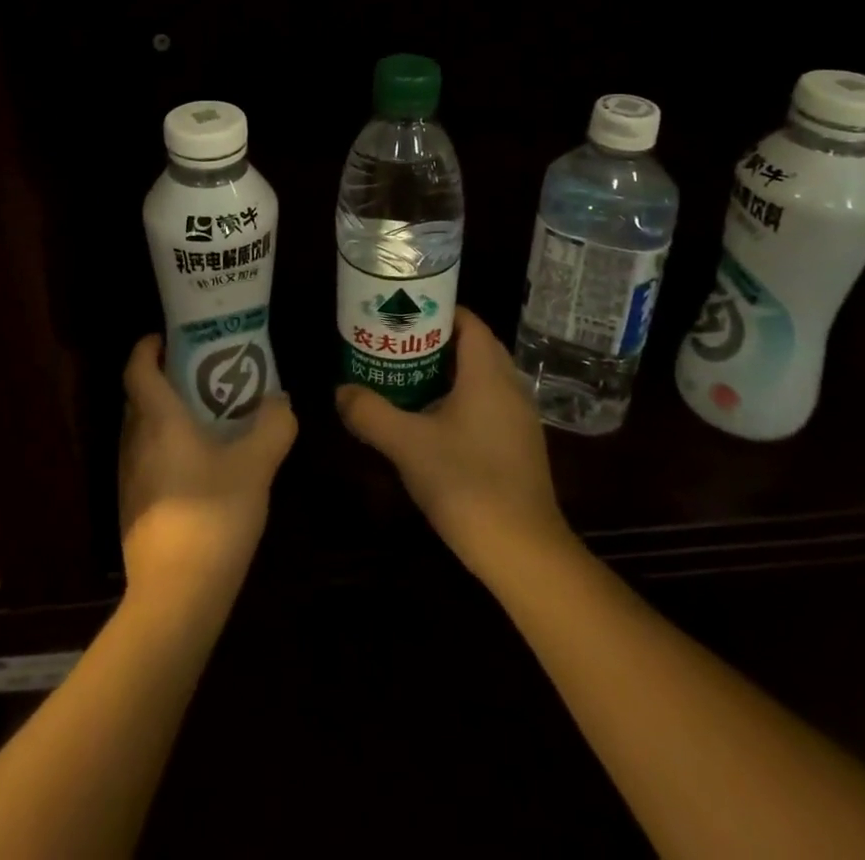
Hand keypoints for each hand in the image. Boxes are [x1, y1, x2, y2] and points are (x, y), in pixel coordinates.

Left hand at [119, 334, 296, 601]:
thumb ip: (272, 426)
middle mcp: (134, 441)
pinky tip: (196, 465)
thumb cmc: (214, 516)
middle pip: (137, 397)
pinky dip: (163, 447)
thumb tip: (281, 400)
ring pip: (140, 430)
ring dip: (163, 415)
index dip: (147, 347)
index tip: (167, 337)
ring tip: (202, 416)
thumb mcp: (256, 466)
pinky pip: (144, 458)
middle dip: (162, 378)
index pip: (137, 369)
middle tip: (198, 373)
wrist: (176, 595)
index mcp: (158, 421)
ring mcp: (128, 476)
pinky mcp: (132, 506)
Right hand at [335, 307, 572, 581]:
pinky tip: (430, 423)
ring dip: (446, 373)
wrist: (524, 553)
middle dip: (434, 342)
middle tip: (395, 345)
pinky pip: (487, 406)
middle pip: (473, 347)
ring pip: (480, 379)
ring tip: (404, 378)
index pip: (468, 321)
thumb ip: (369, 413)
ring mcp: (518, 420)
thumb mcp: (407, 445)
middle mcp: (509, 388)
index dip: (436, 311)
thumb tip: (340, 391)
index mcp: (488, 374)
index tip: (401, 315)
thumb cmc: (467, 483)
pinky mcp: (518, 448)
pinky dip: (459, 400)